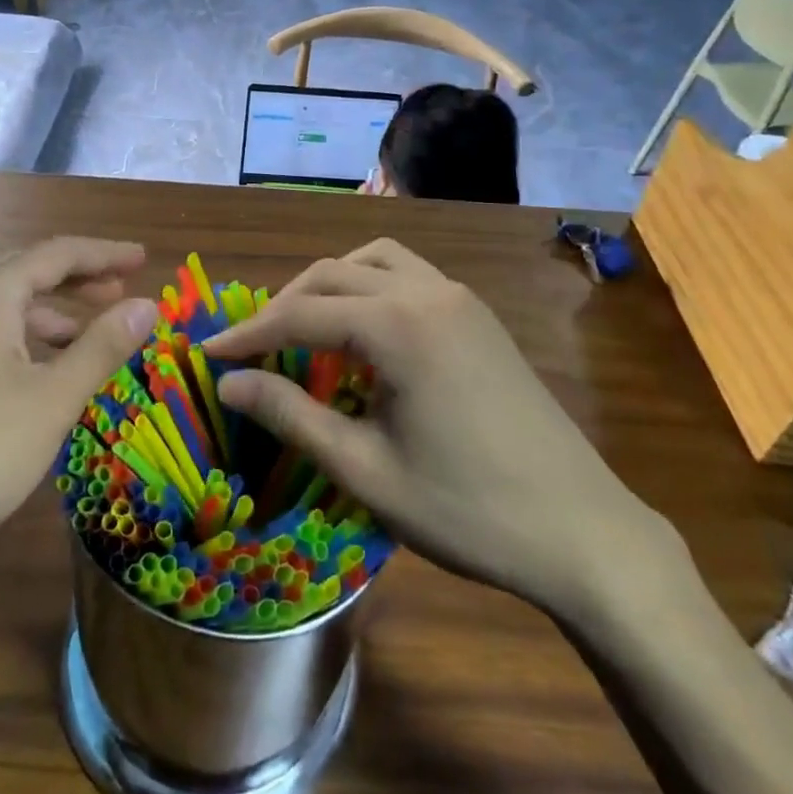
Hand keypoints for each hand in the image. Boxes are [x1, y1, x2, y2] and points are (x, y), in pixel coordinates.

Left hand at [0, 238, 157, 659]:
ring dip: (43, 316)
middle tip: (118, 294)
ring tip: (80, 342)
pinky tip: (22, 374)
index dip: (105, 254)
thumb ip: (101, 347)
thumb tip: (147, 305)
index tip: (144, 259)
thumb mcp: (50, 400)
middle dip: (76, 282)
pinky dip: (9, 340)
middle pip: (23, 272)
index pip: (58, 253)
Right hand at [203, 239, 669, 619]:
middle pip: (332, 275)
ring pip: (372, 260)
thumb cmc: (468, 510)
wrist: (584, 533)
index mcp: (398, 325)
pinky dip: (369, 287)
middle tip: (250, 348)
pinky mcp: (477, 315)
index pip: (300, 313)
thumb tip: (227, 382)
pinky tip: (362, 333)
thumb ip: (290, 415)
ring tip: (303, 329)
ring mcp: (459, 298)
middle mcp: (427, 292)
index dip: (248, 333)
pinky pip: (407, 275)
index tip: (208, 353)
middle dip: (283, 305)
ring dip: (328, 285)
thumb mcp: (365, 470)